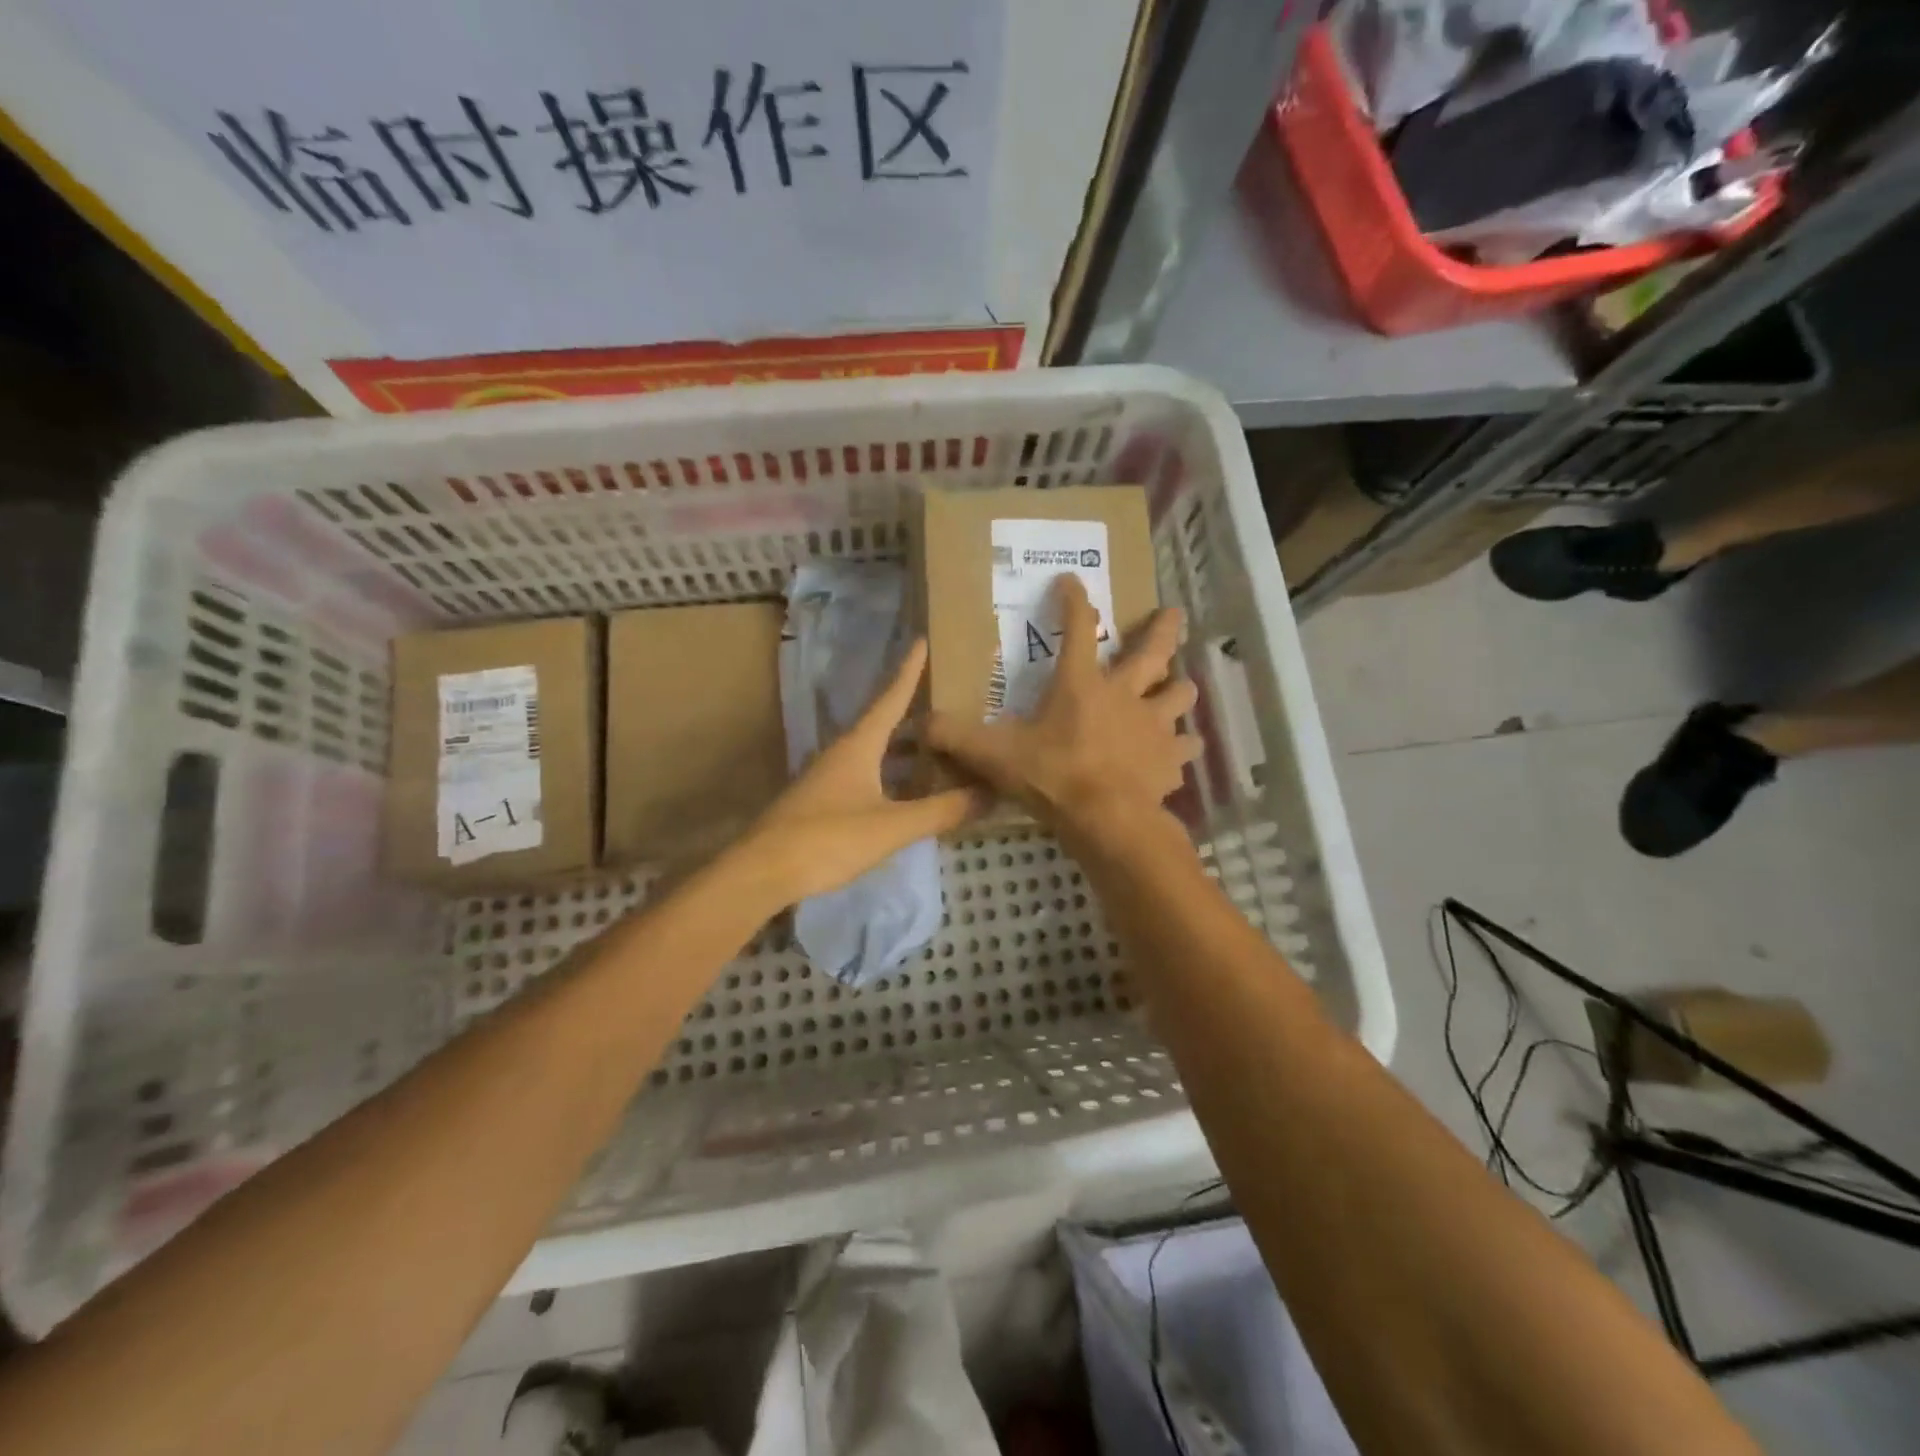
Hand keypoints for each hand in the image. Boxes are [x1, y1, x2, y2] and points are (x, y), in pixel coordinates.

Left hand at [736, 639, 986, 905]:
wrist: (763, 872)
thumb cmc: (829, 839)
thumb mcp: (893, 826)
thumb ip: (941, 810)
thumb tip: (989, 794)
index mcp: (858, 745)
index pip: (890, 698)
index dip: (909, 671)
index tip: (921, 640)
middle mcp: (841, 753)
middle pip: (882, 724)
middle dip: (913, 713)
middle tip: (947, 704)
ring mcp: (828, 779)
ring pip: (873, 754)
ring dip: (903, 749)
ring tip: (937, 748)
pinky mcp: (821, 804)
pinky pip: (865, 778)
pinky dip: (890, 777)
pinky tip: (906, 793)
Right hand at [927, 575, 1200, 843]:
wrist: (1108, 821)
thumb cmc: (1054, 777)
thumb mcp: (996, 756)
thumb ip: (958, 738)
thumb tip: (919, 725)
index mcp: (1082, 685)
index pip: (1078, 629)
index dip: (1074, 601)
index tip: (1072, 579)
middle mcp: (1126, 695)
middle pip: (1153, 652)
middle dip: (1163, 630)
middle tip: (1174, 612)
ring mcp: (1155, 727)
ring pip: (1180, 696)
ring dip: (1180, 690)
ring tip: (1181, 689)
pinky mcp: (1170, 761)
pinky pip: (1184, 749)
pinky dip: (1182, 749)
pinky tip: (1179, 754)